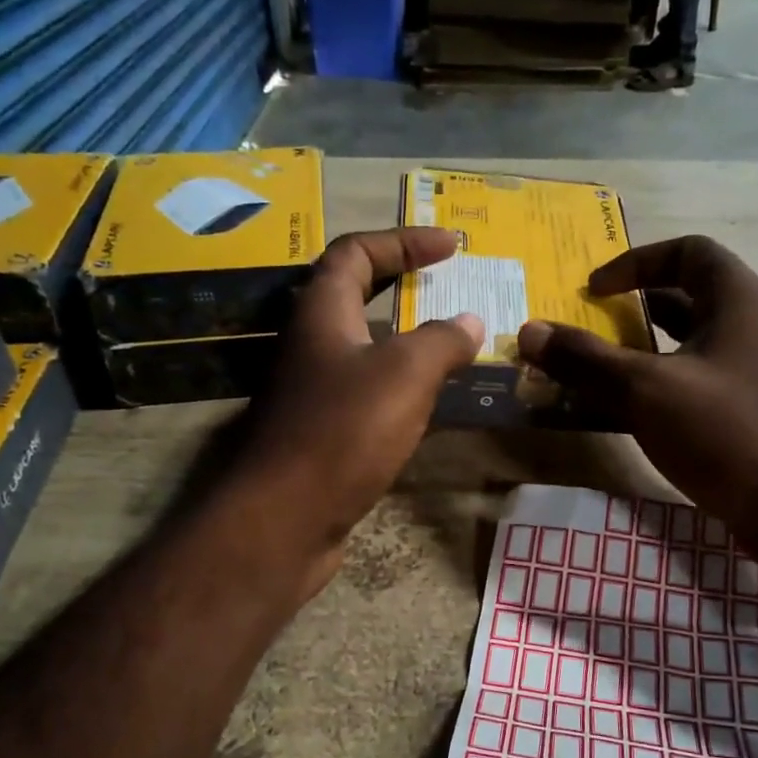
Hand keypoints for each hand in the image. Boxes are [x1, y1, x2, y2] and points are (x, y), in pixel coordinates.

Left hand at [229, 229, 482, 590]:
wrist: (287, 518)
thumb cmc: (344, 432)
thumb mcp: (405, 374)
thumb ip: (442, 341)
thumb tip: (470, 321)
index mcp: (322, 312)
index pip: (357, 252)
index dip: (403, 240)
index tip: (451, 245)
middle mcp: (310, 345)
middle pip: (354, 295)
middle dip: (401, 283)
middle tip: (447, 285)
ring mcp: (311, 392)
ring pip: (361, 349)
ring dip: (403, 339)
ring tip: (450, 343)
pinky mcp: (320, 433)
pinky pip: (365, 393)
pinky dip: (398, 386)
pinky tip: (427, 402)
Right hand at [517, 235, 757, 539]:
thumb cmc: (729, 431)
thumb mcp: (647, 390)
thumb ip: (587, 360)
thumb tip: (529, 330)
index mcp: (737, 300)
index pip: (686, 252)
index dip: (635, 261)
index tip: (593, 290)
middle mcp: (751, 328)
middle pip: (686, 300)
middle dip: (633, 311)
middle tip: (587, 329)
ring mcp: (753, 375)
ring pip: (687, 350)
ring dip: (641, 356)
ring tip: (595, 374)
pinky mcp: (749, 416)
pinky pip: (693, 388)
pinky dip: (656, 393)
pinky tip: (625, 419)